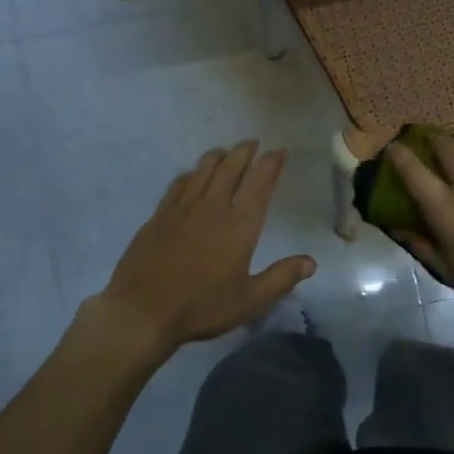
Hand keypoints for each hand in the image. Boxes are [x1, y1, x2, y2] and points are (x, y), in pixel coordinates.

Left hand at [98, 142, 314, 352]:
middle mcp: (212, 207)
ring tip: (226, 151)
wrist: (142, 311)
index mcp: (239, 225)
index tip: (279, 151)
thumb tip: (311, 262)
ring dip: (218, 157)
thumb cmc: (201, 307)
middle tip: (253, 142)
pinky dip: (190, 173)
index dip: (270, 164)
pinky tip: (191, 174)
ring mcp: (182, 209)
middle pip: (230, 168)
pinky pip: (179, 184)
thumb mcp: (249, 300)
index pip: (259, 183)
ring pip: (203, 171)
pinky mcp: (158, 216)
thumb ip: (281, 278)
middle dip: (244, 152)